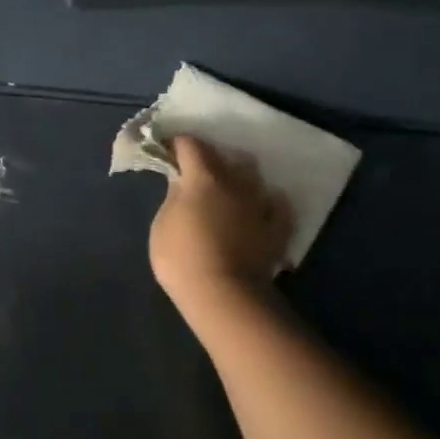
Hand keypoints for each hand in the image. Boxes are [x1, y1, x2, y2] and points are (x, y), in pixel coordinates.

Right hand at [149, 136, 294, 302]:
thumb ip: (174, 197)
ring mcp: (260, 204)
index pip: (190, 144)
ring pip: (254, 176)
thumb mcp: (162, 224)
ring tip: (229, 188)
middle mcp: (236, 182)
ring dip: (240, 177)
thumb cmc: (181, 257)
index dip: (177, 144)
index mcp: (203, 177)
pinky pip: (276, 204)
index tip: (168, 150)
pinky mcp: (277, 227)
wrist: (224, 295)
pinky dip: (266, 203)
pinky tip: (258, 209)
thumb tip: (182, 184)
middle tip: (196, 171)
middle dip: (210, 157)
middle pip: (225, 155)